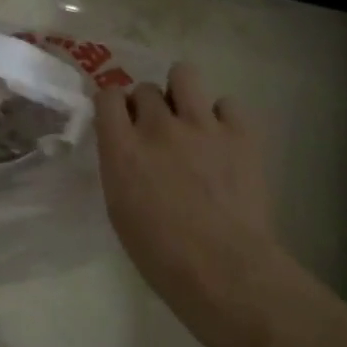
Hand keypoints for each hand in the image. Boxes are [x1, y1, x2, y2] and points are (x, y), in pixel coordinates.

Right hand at [96, 63, 286, 342]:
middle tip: (158, 132)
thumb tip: (128, 146)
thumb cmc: (163, 256)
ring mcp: (201, 125)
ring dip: (181, 92)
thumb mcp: (120, 210)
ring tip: (189, 117)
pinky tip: (223, 141)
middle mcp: (158, 127)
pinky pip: (227, 103)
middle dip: (148, 106)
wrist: (226, 272)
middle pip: (145, 88)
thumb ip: (120, 166)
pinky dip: (223, 118)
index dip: (113, 105)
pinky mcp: (240, 132)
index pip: (107, 96)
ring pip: (184, 73)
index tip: (120, 119)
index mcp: (123, 149)